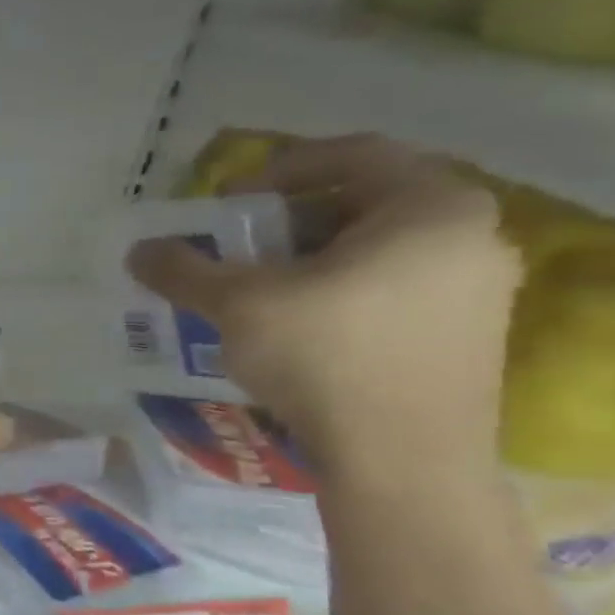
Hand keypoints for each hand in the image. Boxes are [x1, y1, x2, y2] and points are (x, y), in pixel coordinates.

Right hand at [127, 135, 521, 480]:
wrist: (401, 460)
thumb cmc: (326, 357)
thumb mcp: (239, 304)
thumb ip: (185, 269)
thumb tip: (138, 250)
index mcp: (431, 207)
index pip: (352, 155)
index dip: (278, 169)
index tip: (227, 203)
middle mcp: (471, 236)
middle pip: (361, 204)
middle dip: (284, 222)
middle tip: (231, 248)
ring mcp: (475, 289)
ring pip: (374, 251)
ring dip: (304, 260)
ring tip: (250, 291)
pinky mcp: (464, 335)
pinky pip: (389, 289)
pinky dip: (333, 292)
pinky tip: (288, 327)